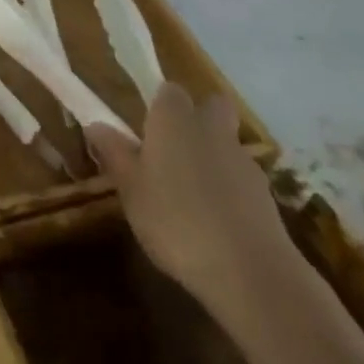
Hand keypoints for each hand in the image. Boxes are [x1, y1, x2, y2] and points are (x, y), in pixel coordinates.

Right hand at [85, 83, 293, 313]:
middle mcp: (211, 130)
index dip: (159, 104)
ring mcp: (244, 162)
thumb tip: (96, 124)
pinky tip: (213, 220)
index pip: (169, 90)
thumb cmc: (175, 221)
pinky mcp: (266, 196)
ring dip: (212, 157)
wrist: (250, 273)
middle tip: (172, 148)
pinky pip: (240, 179)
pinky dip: (228, 189)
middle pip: (211, 106)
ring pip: (226, 144)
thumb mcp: (130, 189)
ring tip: (189, 194)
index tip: (145, 127)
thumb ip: (115, 153)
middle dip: (197, 118)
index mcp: (174, 121)